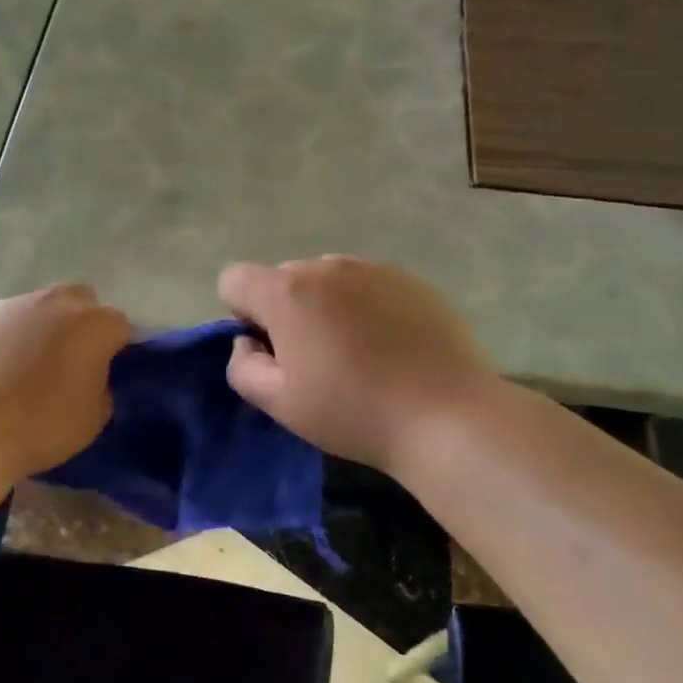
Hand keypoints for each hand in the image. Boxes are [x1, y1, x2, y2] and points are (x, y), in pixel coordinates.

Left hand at [0, 284, 130, 477]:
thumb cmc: (43, 425)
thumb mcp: (94, 419)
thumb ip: (101, 389)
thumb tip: (91, 380)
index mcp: (93, 324)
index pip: (120, 325)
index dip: (117, 348)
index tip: (109, 372)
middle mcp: (54, 303)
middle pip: (80, 300)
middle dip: (82, 322)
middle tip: (73, 359)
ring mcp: (10, 308)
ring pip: (37, 308)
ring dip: (42, 328)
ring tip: (30, 367)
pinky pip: (2, 326)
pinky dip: (6, 342)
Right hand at [219, 256, 495, 474]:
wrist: (447, 415)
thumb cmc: (352, 412)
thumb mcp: (279, 404)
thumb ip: (242, 367)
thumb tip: (248, 343)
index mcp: (288, 291)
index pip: (235, 279)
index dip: (243, 315)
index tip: (272, 352)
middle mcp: (328, 267)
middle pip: (284, 278)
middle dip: (287, 311)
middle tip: (314, 360)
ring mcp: (375, 270)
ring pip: (329, 280)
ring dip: (327, 307)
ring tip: (357, 353)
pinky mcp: (414, 282)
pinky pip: (370, 286)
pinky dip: (367, 308)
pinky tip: (391, 348)